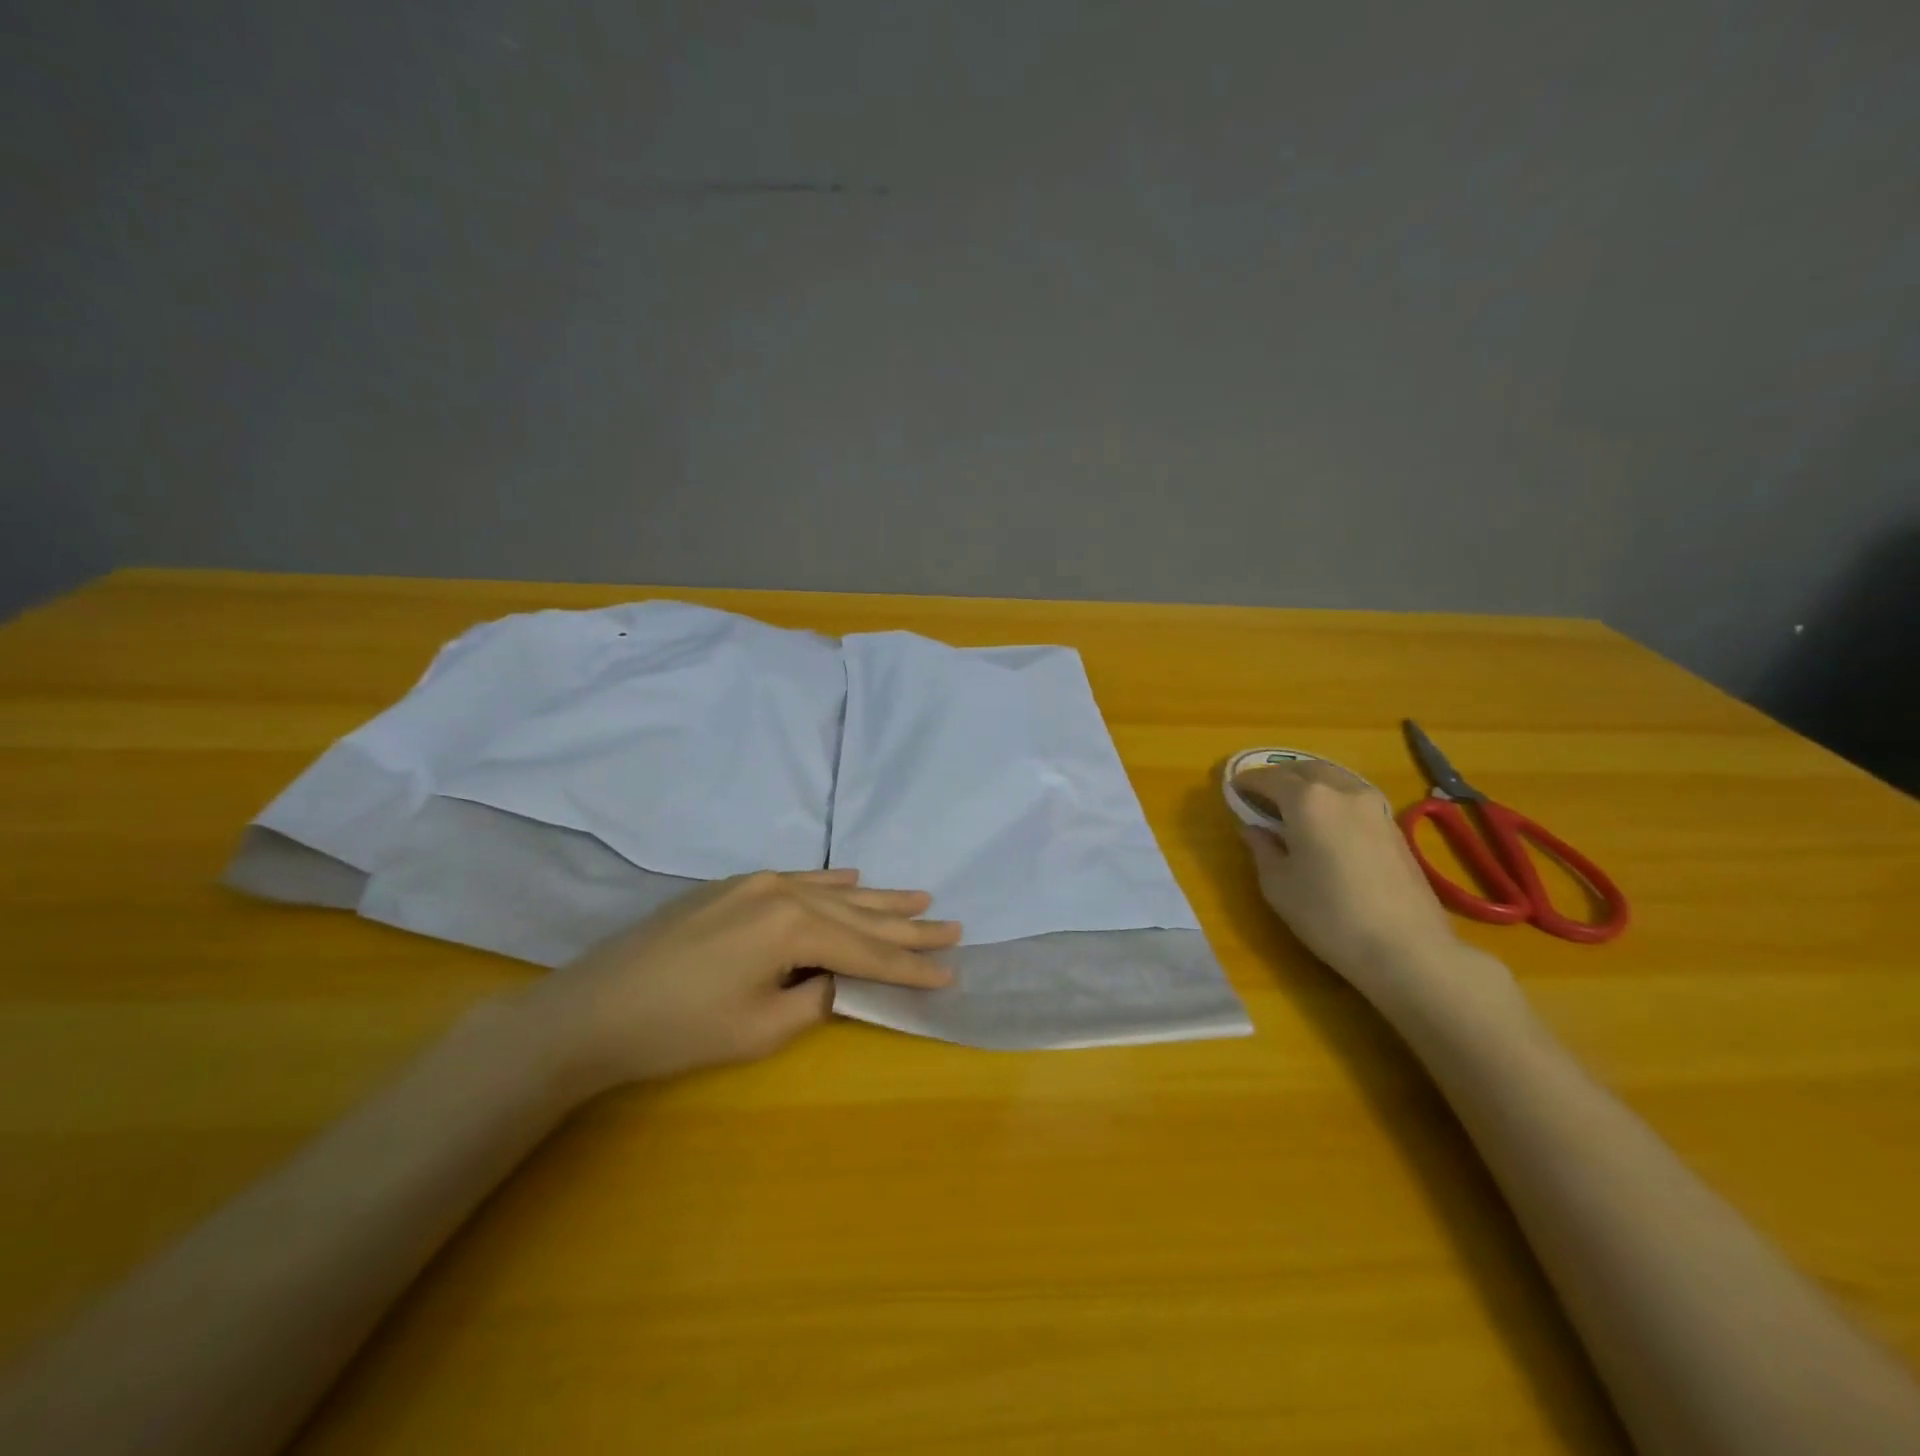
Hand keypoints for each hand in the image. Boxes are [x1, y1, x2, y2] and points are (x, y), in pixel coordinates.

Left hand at [519, 868, 959, 1092]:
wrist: (592, 1009)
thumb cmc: (678, 1029)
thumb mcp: (761, 1028)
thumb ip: (816, 998)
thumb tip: (838, 980)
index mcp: (793, 926)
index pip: (867, 952)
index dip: (910, 967)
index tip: (952, 972)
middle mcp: (782, 892)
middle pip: (858, 915)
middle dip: (907, 926)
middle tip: (953, 926)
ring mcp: (754, 883)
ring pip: (832, 892)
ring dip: (877, 898)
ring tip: (920, 897)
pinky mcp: (731, 887)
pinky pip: (797, 880)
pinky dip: (831, 883)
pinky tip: (854, 877)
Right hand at [1234, 760, 1472, 996]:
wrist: (1406, 948)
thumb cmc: (1328, 915)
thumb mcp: (1278, 885)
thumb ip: (1262, 849)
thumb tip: (1254, 829)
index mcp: (1308, 800)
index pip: (1270, 778)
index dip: (1248, 781)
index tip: (1233, 788)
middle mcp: (1342, 791)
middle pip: (1306, 769)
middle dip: (1280, 775)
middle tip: (1260, 792)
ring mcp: (1374, 807)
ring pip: (1335, 779)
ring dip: (1309, 783)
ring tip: (1292, 804)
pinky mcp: (1394, 827)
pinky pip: (1354, 797)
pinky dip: (1332, 798)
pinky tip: (1325, 822)